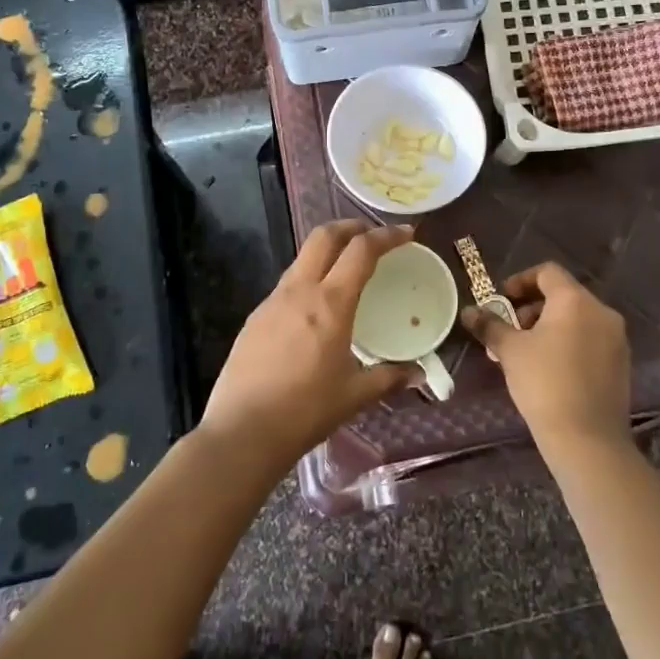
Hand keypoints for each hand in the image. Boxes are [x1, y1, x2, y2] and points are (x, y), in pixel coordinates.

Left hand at [199, 220, 418, 471]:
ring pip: (302, 258)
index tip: (407, 233)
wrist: (242, 432)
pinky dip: (308, 278)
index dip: (387, 236)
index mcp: (330, 303)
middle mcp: (299, 291)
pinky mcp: (254, 318)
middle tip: (371, 234)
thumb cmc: (305, 411)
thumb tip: (417, 374)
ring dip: (327, 251)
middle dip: (351, 226)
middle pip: (324, 236)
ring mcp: (272, 302)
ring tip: (345, 268)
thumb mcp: (354, 396)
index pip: (361, 251)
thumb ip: (388, 378)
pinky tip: (314, 307)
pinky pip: (286, 285)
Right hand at [462, 261, 631, 459]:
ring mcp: (616, 339)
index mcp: (575, 301)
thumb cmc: (544, 384)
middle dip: (532, 308)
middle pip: (563, 295)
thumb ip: (490, 326)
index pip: (547, 272)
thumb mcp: (510, 351)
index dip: (520, 280)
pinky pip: (590, 340)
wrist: (587, 439)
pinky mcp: (621, 364)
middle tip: (510, 330)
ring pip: (577, 319)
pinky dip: (568, 343)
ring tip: (525, 353)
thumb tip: (468, 312)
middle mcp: (602, 312)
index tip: (502, 300)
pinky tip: (549, 369)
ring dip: (549, 327)